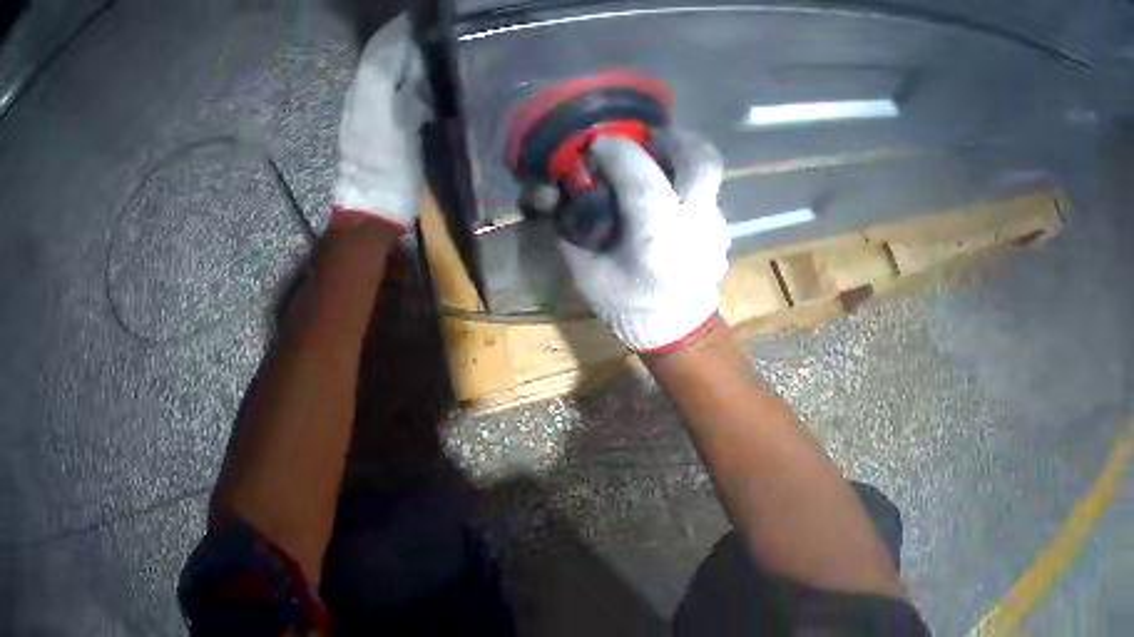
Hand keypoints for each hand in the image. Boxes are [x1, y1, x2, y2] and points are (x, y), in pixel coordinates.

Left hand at [332, 15, 431, 231]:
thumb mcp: (393, 120)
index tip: (416, 20)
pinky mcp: (373, 128)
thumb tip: (404, 53)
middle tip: (423, 32)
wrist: (374, 207)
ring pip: (380, 75)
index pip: (379, 52)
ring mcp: (366, 114)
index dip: (396, 34)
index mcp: (366, 92)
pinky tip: (413, 82)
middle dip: (398, 42)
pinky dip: (399, 80)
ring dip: (399, 59)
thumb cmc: (387, 166)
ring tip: (422, 51)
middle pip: (378, 60)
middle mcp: (362, 98)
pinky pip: (384, 92)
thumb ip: (394, 84)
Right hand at [562, 130, 730, 352]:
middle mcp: (695, 223)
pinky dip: (689, 178)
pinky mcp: (723, 226)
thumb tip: (560, 193)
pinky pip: (708, 188)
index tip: (599, 143)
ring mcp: (715, 223)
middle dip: (672, 137)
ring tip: (658, 157)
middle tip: (647, 136)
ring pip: (709, 169)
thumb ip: (574, 231)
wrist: (679, 331)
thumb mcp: (588, 274)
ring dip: (683, 154)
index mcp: (657, 237)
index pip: (642, 178)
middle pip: (700, 159)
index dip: (618, 152)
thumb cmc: (629, 305)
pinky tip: (670, 191)